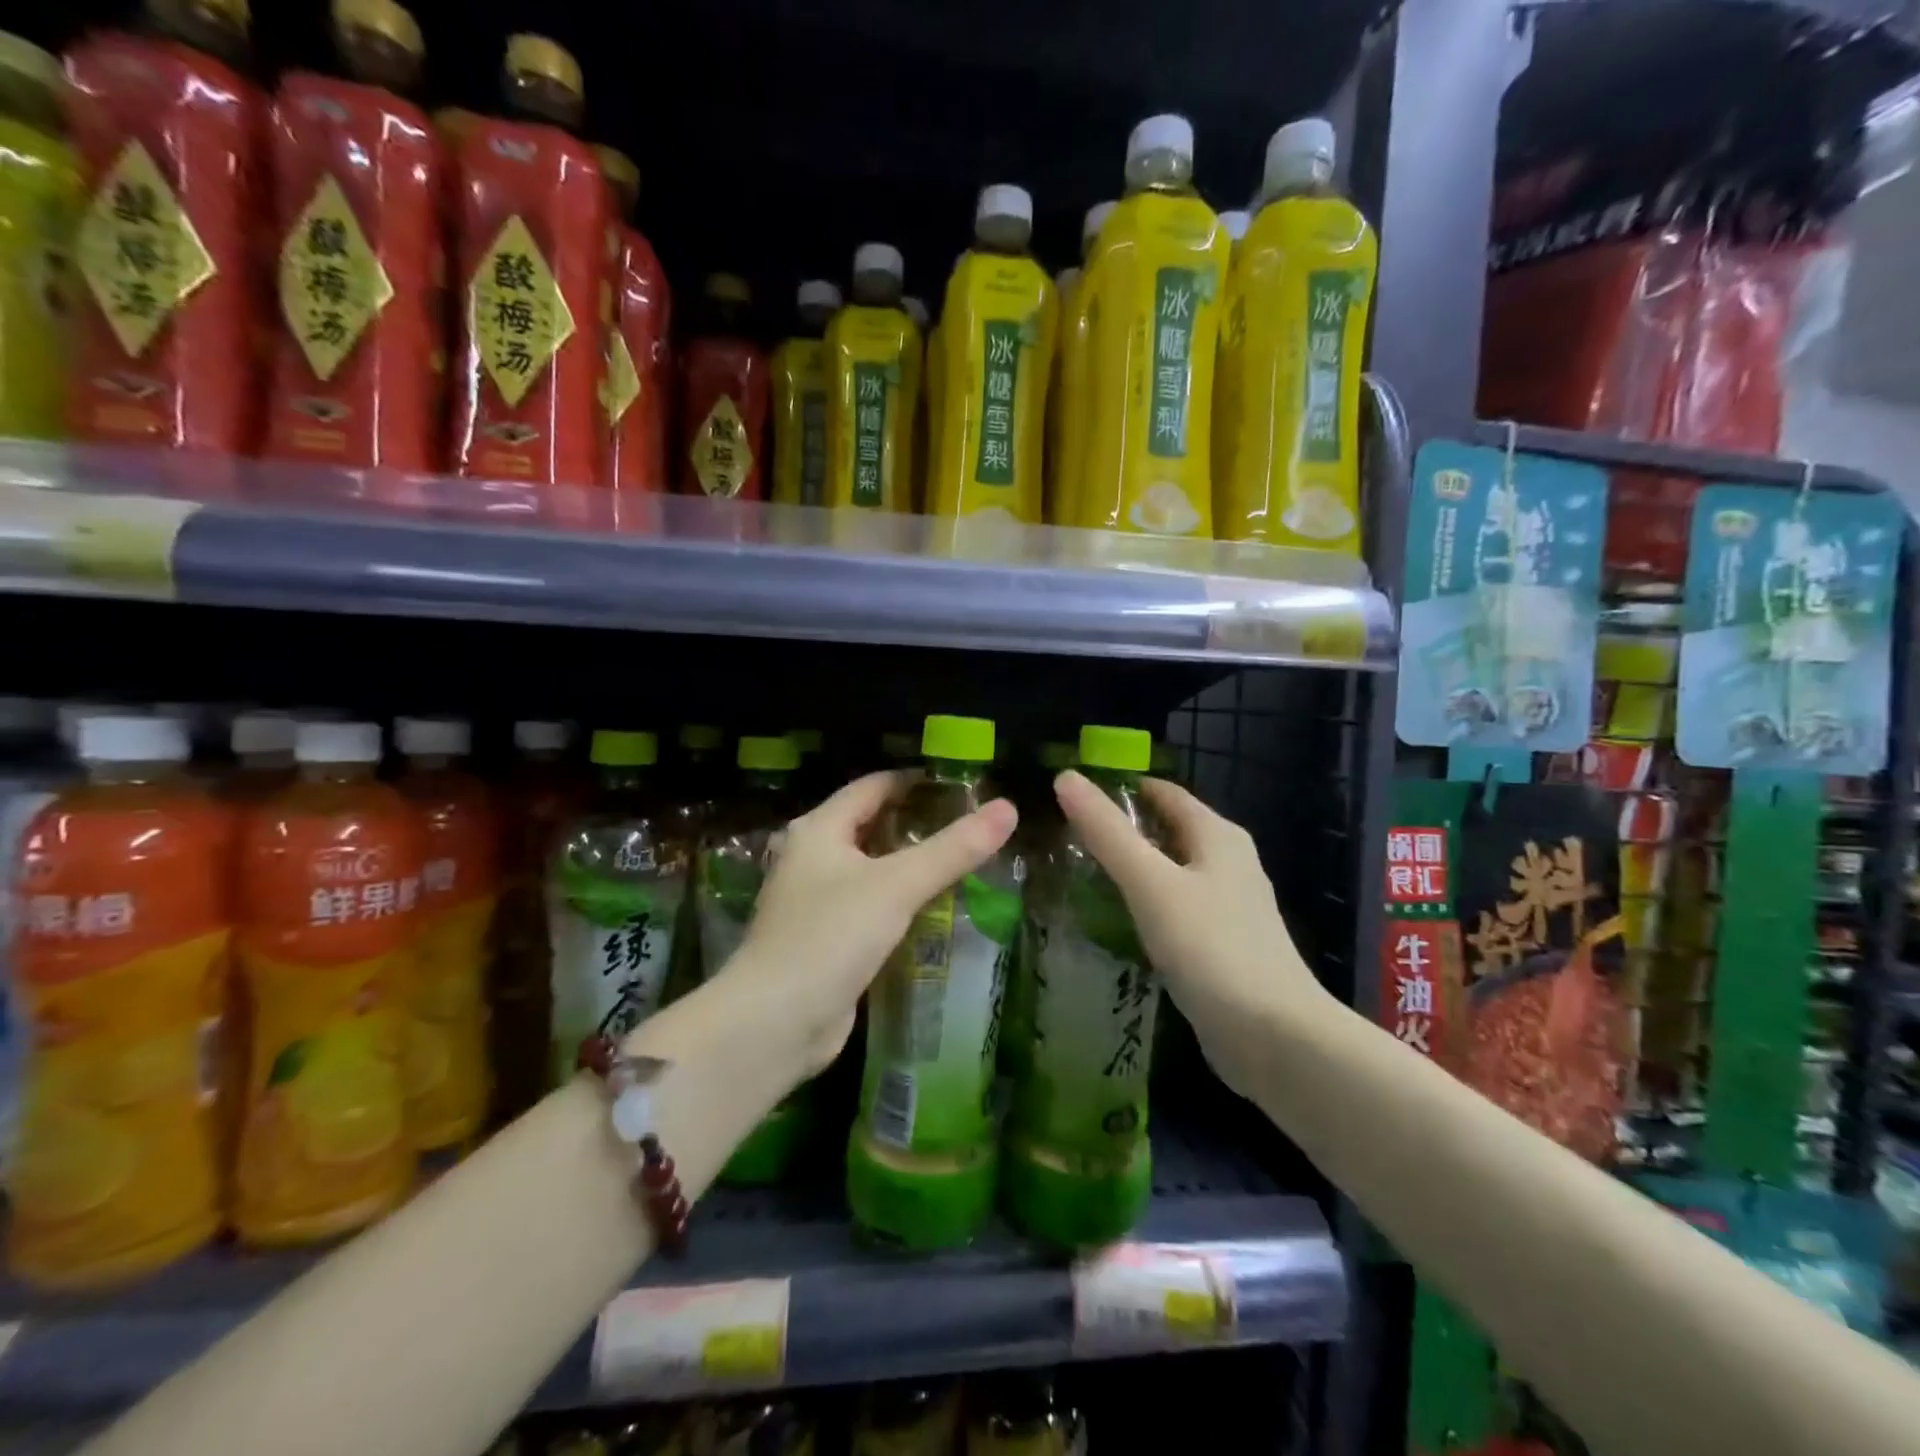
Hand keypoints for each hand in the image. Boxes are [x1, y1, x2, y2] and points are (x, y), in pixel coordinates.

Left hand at [724, 771, 1017, 1075]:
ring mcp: (814, 901)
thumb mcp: (897, 886)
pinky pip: (868, 907)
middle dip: (916, 824)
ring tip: (959, 863)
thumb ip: (953, 849)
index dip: (915, 781)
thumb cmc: (831, 936)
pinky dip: (897, 902)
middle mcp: (811, 857)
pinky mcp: (824, 939)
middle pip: (870, 826)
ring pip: (870, 869)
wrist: (774, 1023)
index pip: (873, 787)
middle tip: (968, 826)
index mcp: (819, 829)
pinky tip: (932, 910)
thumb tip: (1009, 808)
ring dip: (908, 865)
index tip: (961, 785)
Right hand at [1053, 770, 1332, 1098]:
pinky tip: (1115, 921)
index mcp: (1217, 835)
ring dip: (1130, 869)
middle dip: (1120, 830)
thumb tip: (1066, 778)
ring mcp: (1228, 906)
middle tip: (1063, 838)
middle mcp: (1228, 862)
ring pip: (1170, 871)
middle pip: (1166, 829)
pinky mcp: (1222, 944)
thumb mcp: (1151, 884)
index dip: (1118, 787)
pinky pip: (1175, 907)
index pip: (1162, 792)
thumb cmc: (1212, 949)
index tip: (1070, 796)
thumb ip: (1107, 832)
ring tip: (1078, 875)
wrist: (1276, 1039)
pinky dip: (1144, 904)